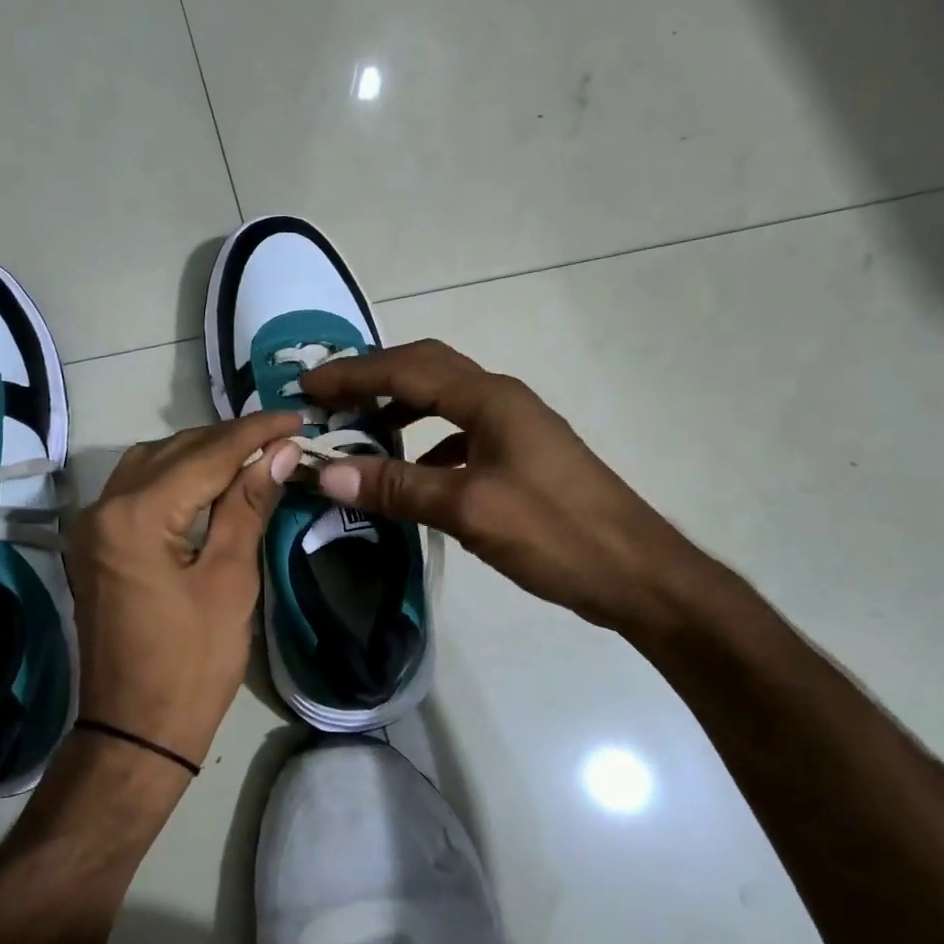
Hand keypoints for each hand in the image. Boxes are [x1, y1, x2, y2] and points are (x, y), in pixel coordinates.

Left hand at [66, 413, 302, 768]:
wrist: (136, 730)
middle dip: (230, 440)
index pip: (206, 455)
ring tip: (252, 455)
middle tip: (282, 437)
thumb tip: (280, 452)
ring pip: (152, 464)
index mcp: (136, 515)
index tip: (295, 418)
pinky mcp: (95, 544)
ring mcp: (92, 525)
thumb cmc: (192, 663)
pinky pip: (138, 489)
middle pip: (175, 451)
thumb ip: (248, 506)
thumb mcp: (230, 580)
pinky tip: (210, 482)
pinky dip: (176, 477)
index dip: (255, 433)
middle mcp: (104, 506)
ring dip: (201, 454)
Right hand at [301, 339, 710, 637]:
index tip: (307, 388)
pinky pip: (460, 434)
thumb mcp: (469, 509)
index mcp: (490, 399)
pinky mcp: (521, 458)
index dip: (353, 375)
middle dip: (373, 378)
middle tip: (328, 399)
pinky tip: (412, 472)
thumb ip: (398, 487)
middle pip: (426, 370)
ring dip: (399, 407)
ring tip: (360, 429)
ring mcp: (515, 428)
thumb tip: (326, 472)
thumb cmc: (555, 534)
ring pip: (444, 401)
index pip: (407, 370)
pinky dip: (426, 443)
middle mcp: (502, 401)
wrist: (636, 573)